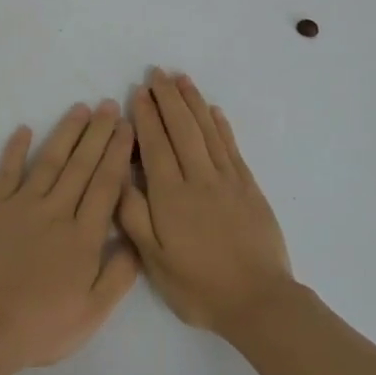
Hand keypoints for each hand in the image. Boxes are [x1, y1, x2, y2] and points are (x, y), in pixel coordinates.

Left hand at [0, 101, 139, 370]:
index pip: (107, 184)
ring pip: (50, 161)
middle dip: (98, 133)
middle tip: (109, 105)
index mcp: (84, 236)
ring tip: (80, 109)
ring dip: (66, 133)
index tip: (127, 127)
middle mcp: (57, 211)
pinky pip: (7, 172)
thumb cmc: (42, 325)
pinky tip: (24, 129)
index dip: (118, 154)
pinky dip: (14, 150)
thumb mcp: (93, 312)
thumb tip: (136, 238)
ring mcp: (22, 206)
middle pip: (82, 165)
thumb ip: (119, 274)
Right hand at [119, 70, 293, 333]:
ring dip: (194, 102)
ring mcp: (227, 180)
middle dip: (168, 98)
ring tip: (182, 79)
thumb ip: (134, 216)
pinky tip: (214, 111)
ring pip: (207, 130)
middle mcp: (198, 178)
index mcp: (170, 195)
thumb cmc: (198, 286)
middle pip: (181, 128)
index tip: (138, 92)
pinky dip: (221, 125)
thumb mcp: (154, 260)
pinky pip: (232, 147)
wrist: (258, 301)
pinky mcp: (249, 187)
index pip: (155, 144)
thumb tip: (117, 176)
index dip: (146, 116)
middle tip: (157, 73)